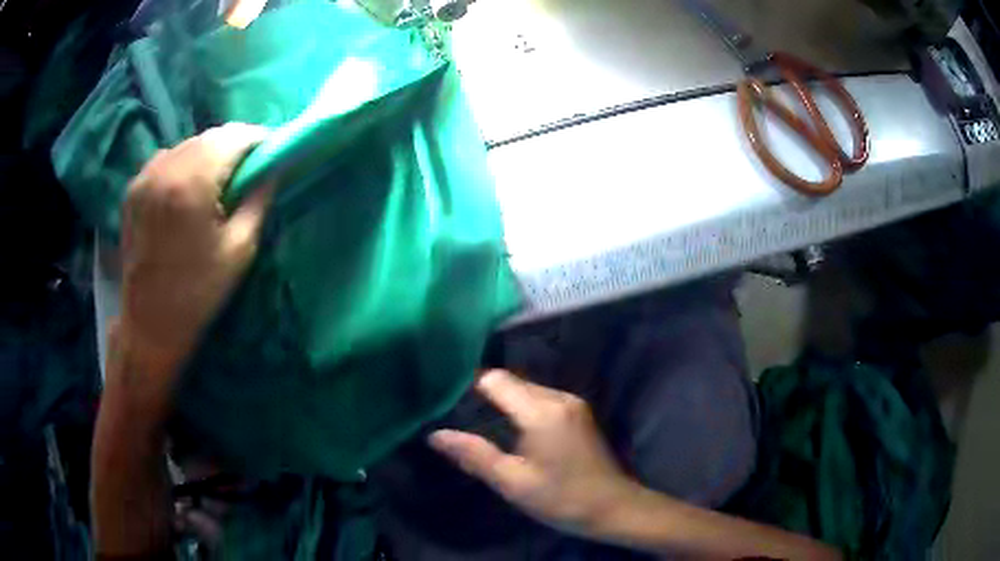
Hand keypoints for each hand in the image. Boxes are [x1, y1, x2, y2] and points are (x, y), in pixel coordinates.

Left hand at [117, 123, 270, 402]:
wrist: (149, 324)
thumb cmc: (198, 293)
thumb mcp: (239, 250)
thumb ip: (259, 199)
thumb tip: (274, 167)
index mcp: (192, 182)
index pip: (235, 136)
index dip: (259, 140)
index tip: (272, 154)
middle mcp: (165, 168)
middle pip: (210, 136)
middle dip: (235, 145)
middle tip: (249, 169)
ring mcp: (145, 176)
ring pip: (188, 144)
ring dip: (210, 153)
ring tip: (219, 180)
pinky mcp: (133, 188)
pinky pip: (168, 158)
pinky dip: (185, 163)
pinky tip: (189, 188)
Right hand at [429, 370, 638, 537]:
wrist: (614, 507)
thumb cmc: (561, 498)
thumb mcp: (513, 482)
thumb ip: (474, 455)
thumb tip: (435, 435)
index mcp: (541, 411)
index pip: (496, 379)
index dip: (469, 385)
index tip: (446, 399)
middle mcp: (559, 397)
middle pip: (512, 381)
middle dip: (484, 394)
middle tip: (457, 414)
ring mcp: (573, 403)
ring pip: (528, 389)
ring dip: (504, 400)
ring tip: (479, 421)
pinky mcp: (580, 412)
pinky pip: (542, 399)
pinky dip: (522, 407)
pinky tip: (511, 429)